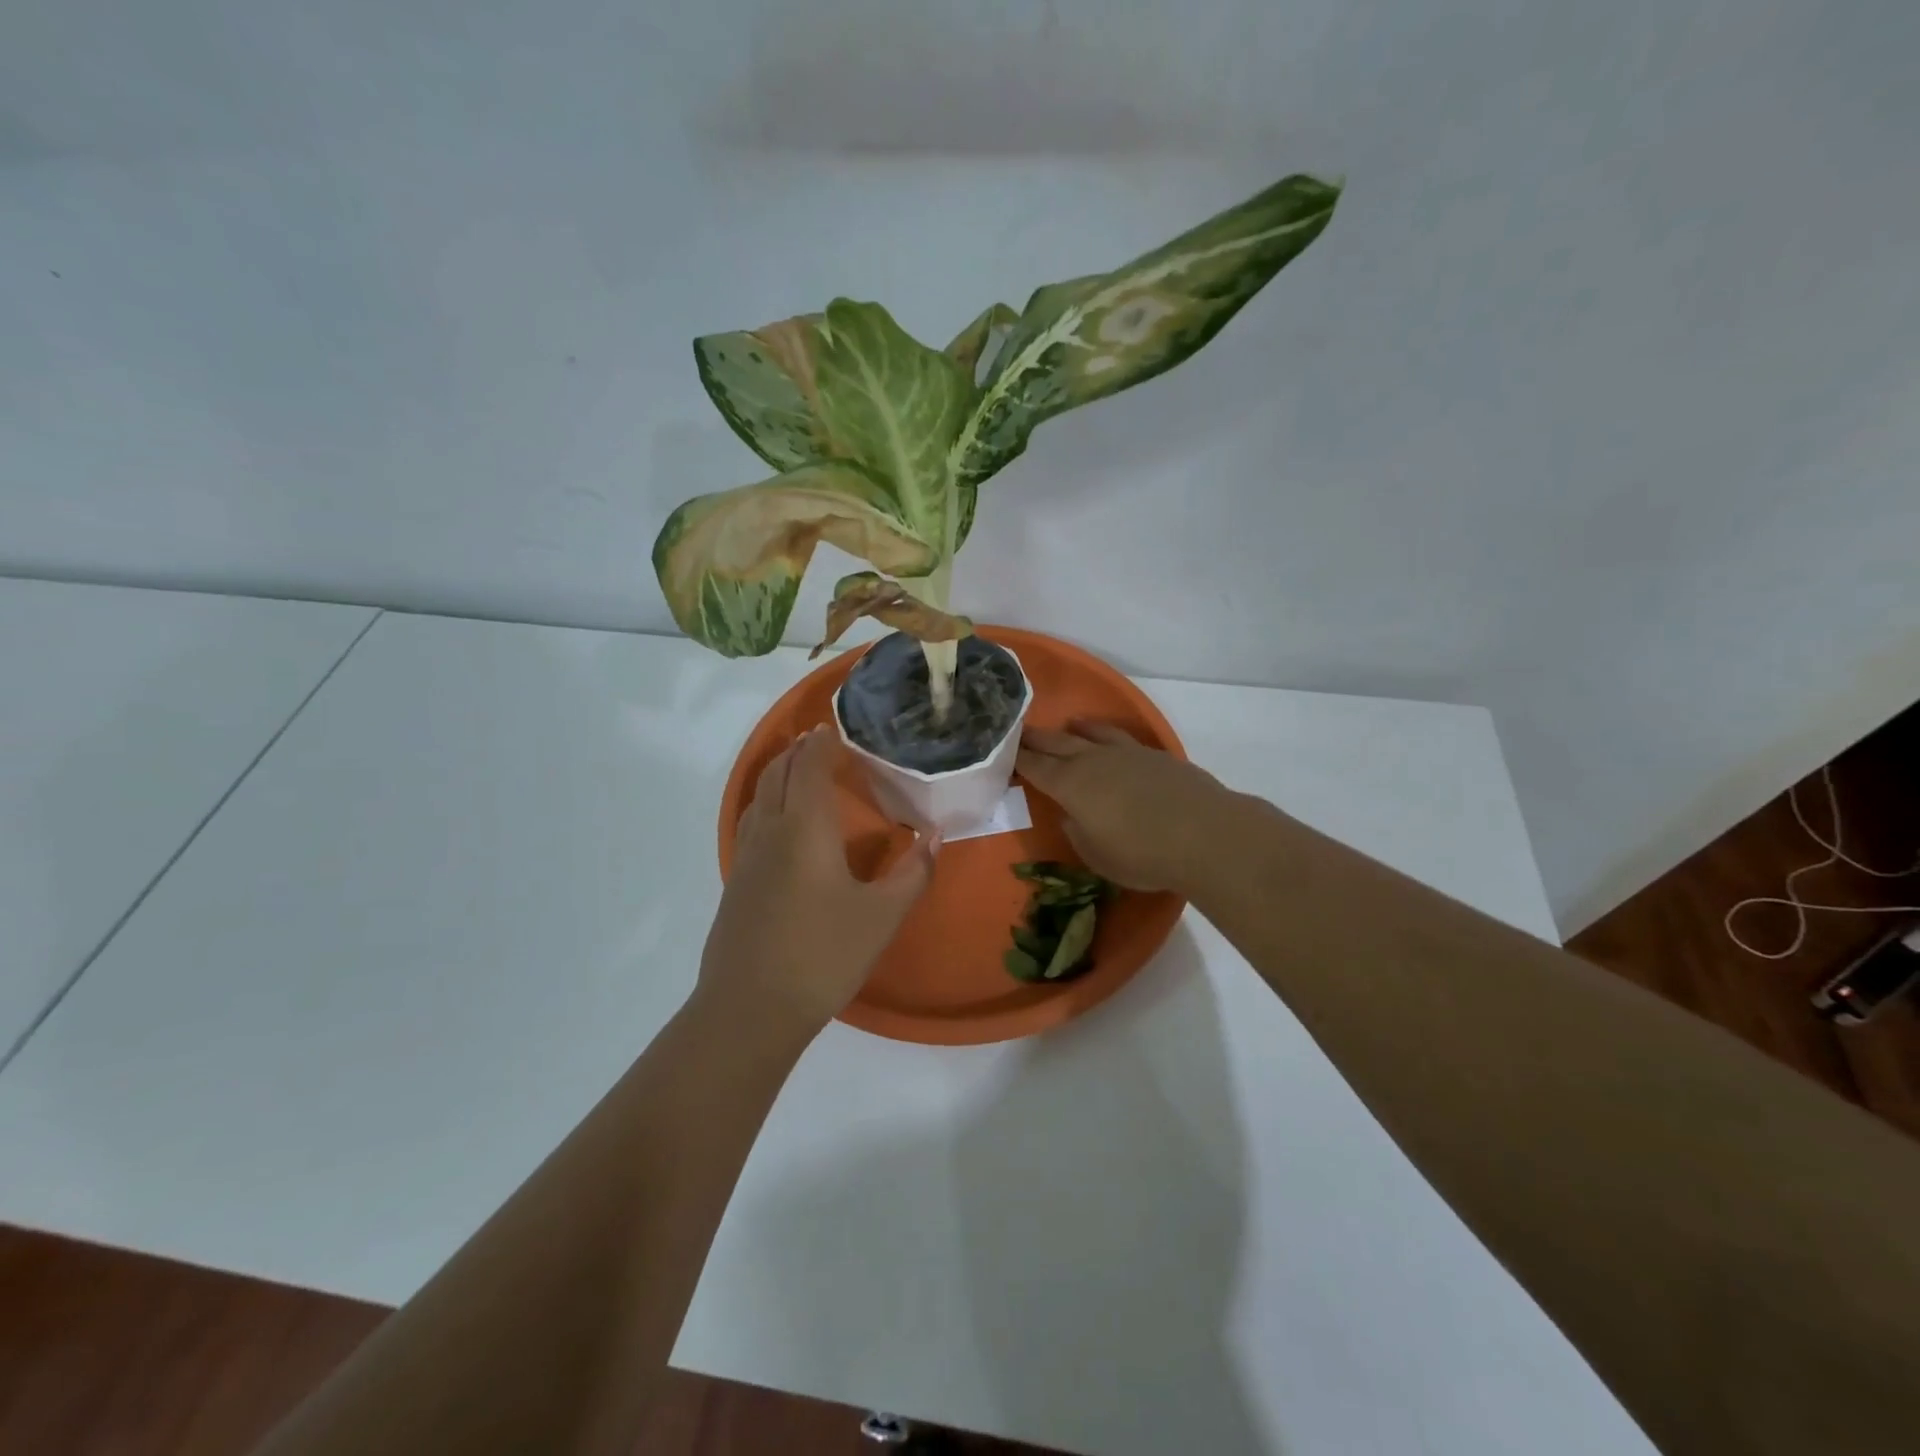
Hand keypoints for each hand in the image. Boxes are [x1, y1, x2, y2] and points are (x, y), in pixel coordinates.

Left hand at [698, 726, 937, 1035]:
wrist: (751, 1008)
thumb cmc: (824, 954)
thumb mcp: (882, 916)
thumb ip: (914, 872)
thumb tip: (936, 834)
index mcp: (805, 828)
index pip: (809, 766)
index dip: (822, 743)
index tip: (839, 729)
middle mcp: (770, 830)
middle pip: (777, 773)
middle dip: (797, 750)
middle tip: (821, 741)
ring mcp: (746, 856)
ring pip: (759, 796)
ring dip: (778, 774)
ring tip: (800, 770)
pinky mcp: (735, 882)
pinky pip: (751, 822)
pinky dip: (767, 802)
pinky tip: (780, 825)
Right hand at [1016, 722, 1234, 893]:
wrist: (1204, 835)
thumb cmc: (1142, 854)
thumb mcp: (1097, 855)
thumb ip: (1077, 832)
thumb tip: (1071, 815)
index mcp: (1071, 786)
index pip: (1036, 768)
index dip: (1018, 759)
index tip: (1003, 751)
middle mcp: (1094, 762)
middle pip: (1058, 744)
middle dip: (1036, 739)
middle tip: (1018, 731)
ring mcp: (1127, 754)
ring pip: (1092, 734)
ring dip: (1074, 730)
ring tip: (1065, 725)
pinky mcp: (1155, 756)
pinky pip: (1121, 738)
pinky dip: (1106, 734)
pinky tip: (1109, 740)